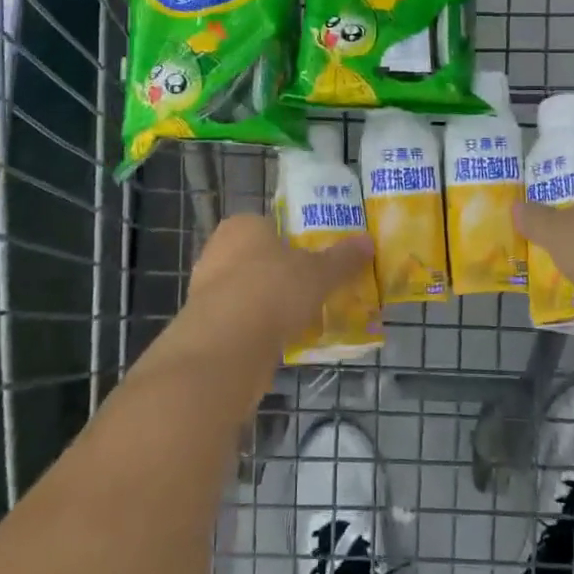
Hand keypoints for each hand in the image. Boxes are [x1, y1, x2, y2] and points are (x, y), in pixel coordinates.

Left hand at [181, 214, 374, 349]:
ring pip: (250, 291)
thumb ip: (343, 258)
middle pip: (261, 259)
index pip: (272, 225)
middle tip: (316, 289)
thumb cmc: (273, 291)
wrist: (226, 347)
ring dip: (272, 304)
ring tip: (305, 318)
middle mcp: (218, 250)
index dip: (295, 242)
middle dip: (285, 274)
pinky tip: (282, 341)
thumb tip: (368, 241)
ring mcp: (206, 289)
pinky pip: (241, 320)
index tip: (317, 260)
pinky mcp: (204, 325)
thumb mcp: (319, 273)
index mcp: (243, 225)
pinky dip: (259, 329)